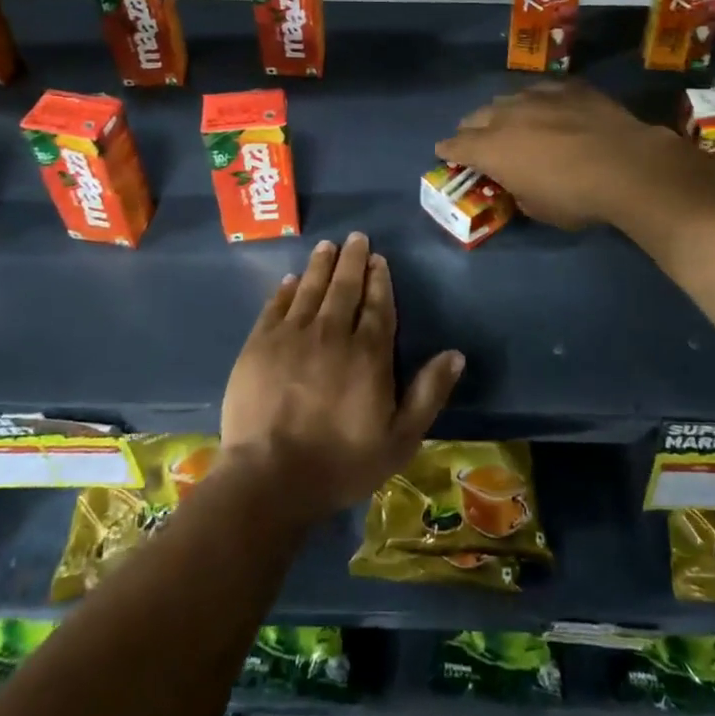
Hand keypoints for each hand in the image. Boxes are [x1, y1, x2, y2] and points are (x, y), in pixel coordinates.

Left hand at [220, 232, 464, 523]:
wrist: (270, 477)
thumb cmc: (342, 463)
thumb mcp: (400, 439)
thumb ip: (428, 394)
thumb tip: (455, 354)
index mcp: (368, 354)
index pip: (377, 305)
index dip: (379, 280)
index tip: (378, 259)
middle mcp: (331, 334)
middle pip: (344, 288)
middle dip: (352, 260)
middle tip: (355, 238)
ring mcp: (291, 336)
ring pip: (309, 289)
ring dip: (320, 265)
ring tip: (327, 246)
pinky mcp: (259, 345)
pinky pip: (275, 306)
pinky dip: (284, 290)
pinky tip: (289, 280)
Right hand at [435, 81, 691, 229]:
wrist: (627, 166)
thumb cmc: (576, 197)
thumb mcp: (538, 209)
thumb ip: (517, 191)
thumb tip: (519, 184)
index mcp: (490, 149)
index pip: (454, 146)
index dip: (448, 152)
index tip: (447, 155)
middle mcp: (505, 116)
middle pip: (475, 117)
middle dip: (472, 130)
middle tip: (481, 143)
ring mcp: (537, 96)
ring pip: (506, 99)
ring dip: (504, 113)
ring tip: (514, 123)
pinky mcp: (567, 87)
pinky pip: (541, 90)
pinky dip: (538, 101)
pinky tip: (549, 109)